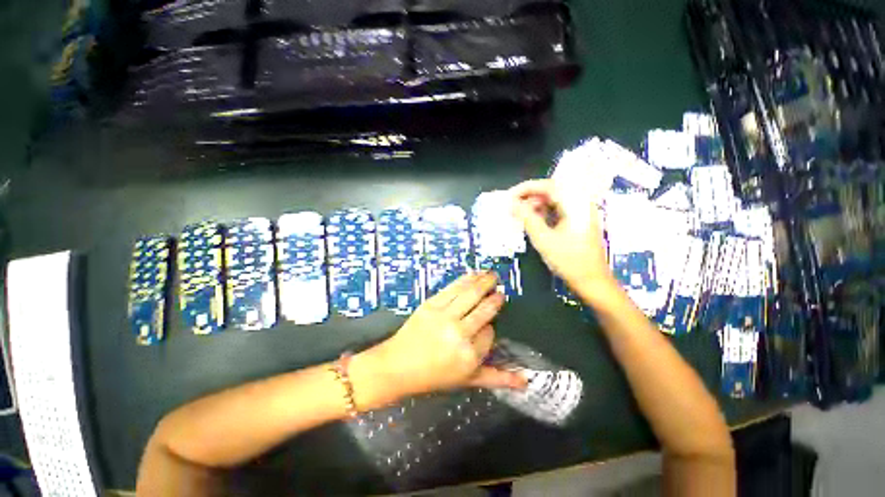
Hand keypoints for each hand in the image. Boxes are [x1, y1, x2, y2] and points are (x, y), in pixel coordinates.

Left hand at [363, 273, 526, 400]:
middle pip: (484, 310)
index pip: (490, 333)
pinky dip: (466, 279)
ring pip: (471, 294)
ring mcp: (445, 316)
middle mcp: (460, 333)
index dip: (491, 326)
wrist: (398, 365)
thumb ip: (497, 378)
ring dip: (484, 282)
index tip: (487, 325)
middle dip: (495, 298)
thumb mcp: (467, 381)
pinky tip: (474, 274)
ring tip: (492, 274)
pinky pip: (453, 288)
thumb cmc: (434, 376)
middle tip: (500, 290)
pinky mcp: (431, 304)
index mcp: (470, 355)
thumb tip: (526, 380)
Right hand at [510, 179, 614, 292]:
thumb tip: (512, 204)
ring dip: (535, 204)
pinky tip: (532, 220)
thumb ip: (527, 218)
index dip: (526, 188)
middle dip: (530, 196)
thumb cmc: (568, 261)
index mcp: (576, 204)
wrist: (592, 281)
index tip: (509, 195)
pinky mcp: (578, 221)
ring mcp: (581, 212)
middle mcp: (581, 203)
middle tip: (512, 205)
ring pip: (554, 200)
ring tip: (519, 214)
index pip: (548, 186)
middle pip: (552, 190)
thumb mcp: (543, 239)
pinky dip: (543, 212)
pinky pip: (558, 210)